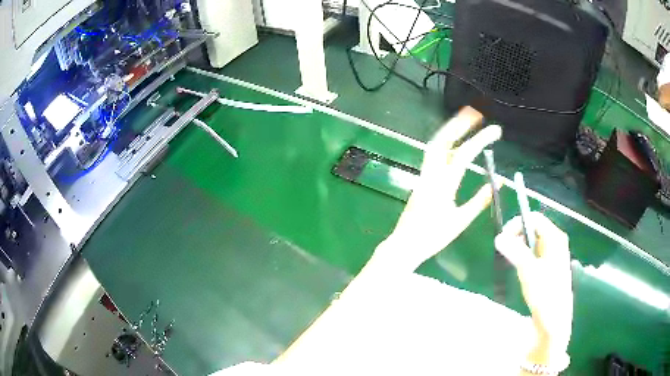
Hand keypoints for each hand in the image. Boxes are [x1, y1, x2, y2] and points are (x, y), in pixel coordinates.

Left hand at [371, 107, 501, 272]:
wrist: (404, 245)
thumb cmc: (432, 237)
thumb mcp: (460, 221)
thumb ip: (479, 201)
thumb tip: (496, 184)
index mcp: (442, 185)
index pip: (463, 155)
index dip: (480, 140)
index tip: (496, 130)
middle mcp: (430, 174)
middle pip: (442, 140)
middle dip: (459, 123)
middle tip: (476, 113)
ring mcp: (423, 175)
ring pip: (435, 145)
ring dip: (450, 129)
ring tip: (466, 120)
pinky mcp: (421, 179)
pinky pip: (433, 154)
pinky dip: (445, 142)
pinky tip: (454, 141)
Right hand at [494, 213, 572, 364]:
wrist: (554, 320)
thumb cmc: (545, 294)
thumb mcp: (528, 271)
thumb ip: (515, 251)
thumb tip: (499, 236)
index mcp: (555, 238)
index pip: (534, 218)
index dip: (517, 224)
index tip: (503, 238)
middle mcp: (557, 241)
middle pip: (534, 228)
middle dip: (518, 236)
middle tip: (506, 251)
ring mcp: (555, 254)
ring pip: (534, 242)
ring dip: (521, 248)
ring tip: (513, 263)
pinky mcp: (551, 266)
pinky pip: (536, 253)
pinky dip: (526, 257)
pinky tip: (523, 271)